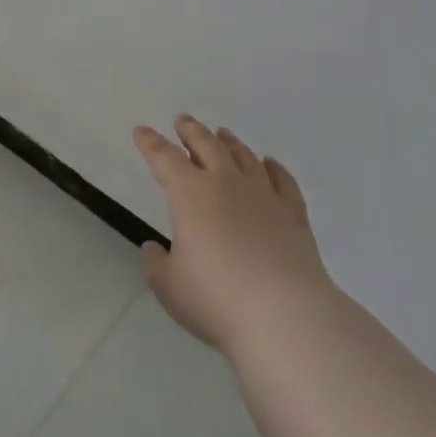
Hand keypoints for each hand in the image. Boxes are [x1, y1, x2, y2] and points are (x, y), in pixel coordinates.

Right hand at [135, 116, 333, 356]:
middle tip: (183, 121)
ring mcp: (263, 194)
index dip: (151, 143)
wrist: (285, 315)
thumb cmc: (217, 299)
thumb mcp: (170, 287)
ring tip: (222, 133)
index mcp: (190, 194)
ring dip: (229, 142)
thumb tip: (154, 248)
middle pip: (206, 145)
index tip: (142, 131)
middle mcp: (226, 182)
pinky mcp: (293, 212)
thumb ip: (157, 265)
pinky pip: (282, 179)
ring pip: (243, 156)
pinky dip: (273, 167)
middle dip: (191, 131)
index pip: (165, 158)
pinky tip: (269, 163)